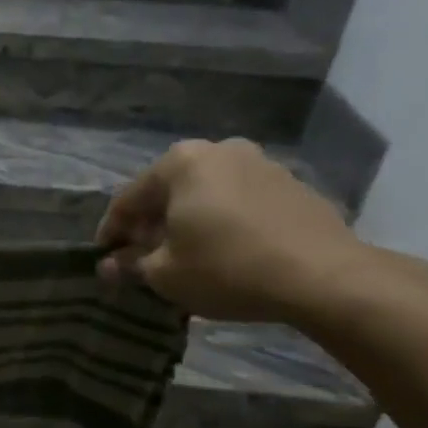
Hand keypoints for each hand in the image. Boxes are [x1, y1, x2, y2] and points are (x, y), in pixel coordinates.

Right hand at [96, 139, 372, 322]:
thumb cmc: (226, 268)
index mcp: (181, 162)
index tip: (104, 258)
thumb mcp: (165, 274)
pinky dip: (222, 223)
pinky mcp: (292, 186)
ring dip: (187, 222)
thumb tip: (108, 266)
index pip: (129, 199)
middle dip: (151, 225)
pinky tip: (223, 252)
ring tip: (183, 257)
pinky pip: (240, 203)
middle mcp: (219, 150)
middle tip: (142, 258)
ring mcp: (261, 163)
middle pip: (169, 191)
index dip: (111, 232)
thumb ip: (131, 264)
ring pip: (206, 195)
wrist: (323, 276)